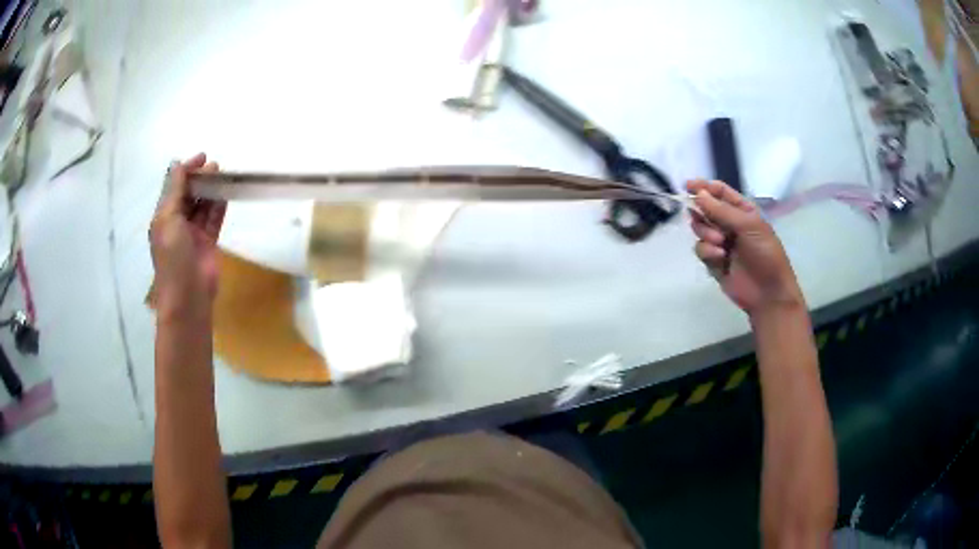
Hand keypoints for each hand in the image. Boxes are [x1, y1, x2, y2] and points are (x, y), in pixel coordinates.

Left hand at [149, 153, 226, 319]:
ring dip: (211, 191)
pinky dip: (219, 207)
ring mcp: (193, 234)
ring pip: (203, 206)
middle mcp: (177, 223)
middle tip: (215, 167)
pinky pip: (214, 220)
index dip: (186, 171)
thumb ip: (174, 191)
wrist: (188, 296)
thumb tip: (177, 163)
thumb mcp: (168, 219)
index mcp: (163, 218)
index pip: (174, 188)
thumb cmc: (173, 258)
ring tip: (224, 176)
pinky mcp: (208, 243)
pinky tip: (227, 195)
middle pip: (189, 195)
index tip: (202, 158)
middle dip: (200, 179)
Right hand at [686, 179, 803, 315]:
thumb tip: (698, 194)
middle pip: (705, 209)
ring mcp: (721, 243)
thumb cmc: (766, 254)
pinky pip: (701, 249)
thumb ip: (721, 210)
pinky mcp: (714, 261)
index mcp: (742, 211)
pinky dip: (707, 251)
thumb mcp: (748, 226)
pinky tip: (719, 258)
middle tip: (705, 220)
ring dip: (705, 233)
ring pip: (700, 229)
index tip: (688, 186)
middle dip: (702, 214)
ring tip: (719, 243)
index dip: (704, 187)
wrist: (768, 293)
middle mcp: (730, 224)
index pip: (719, 192)